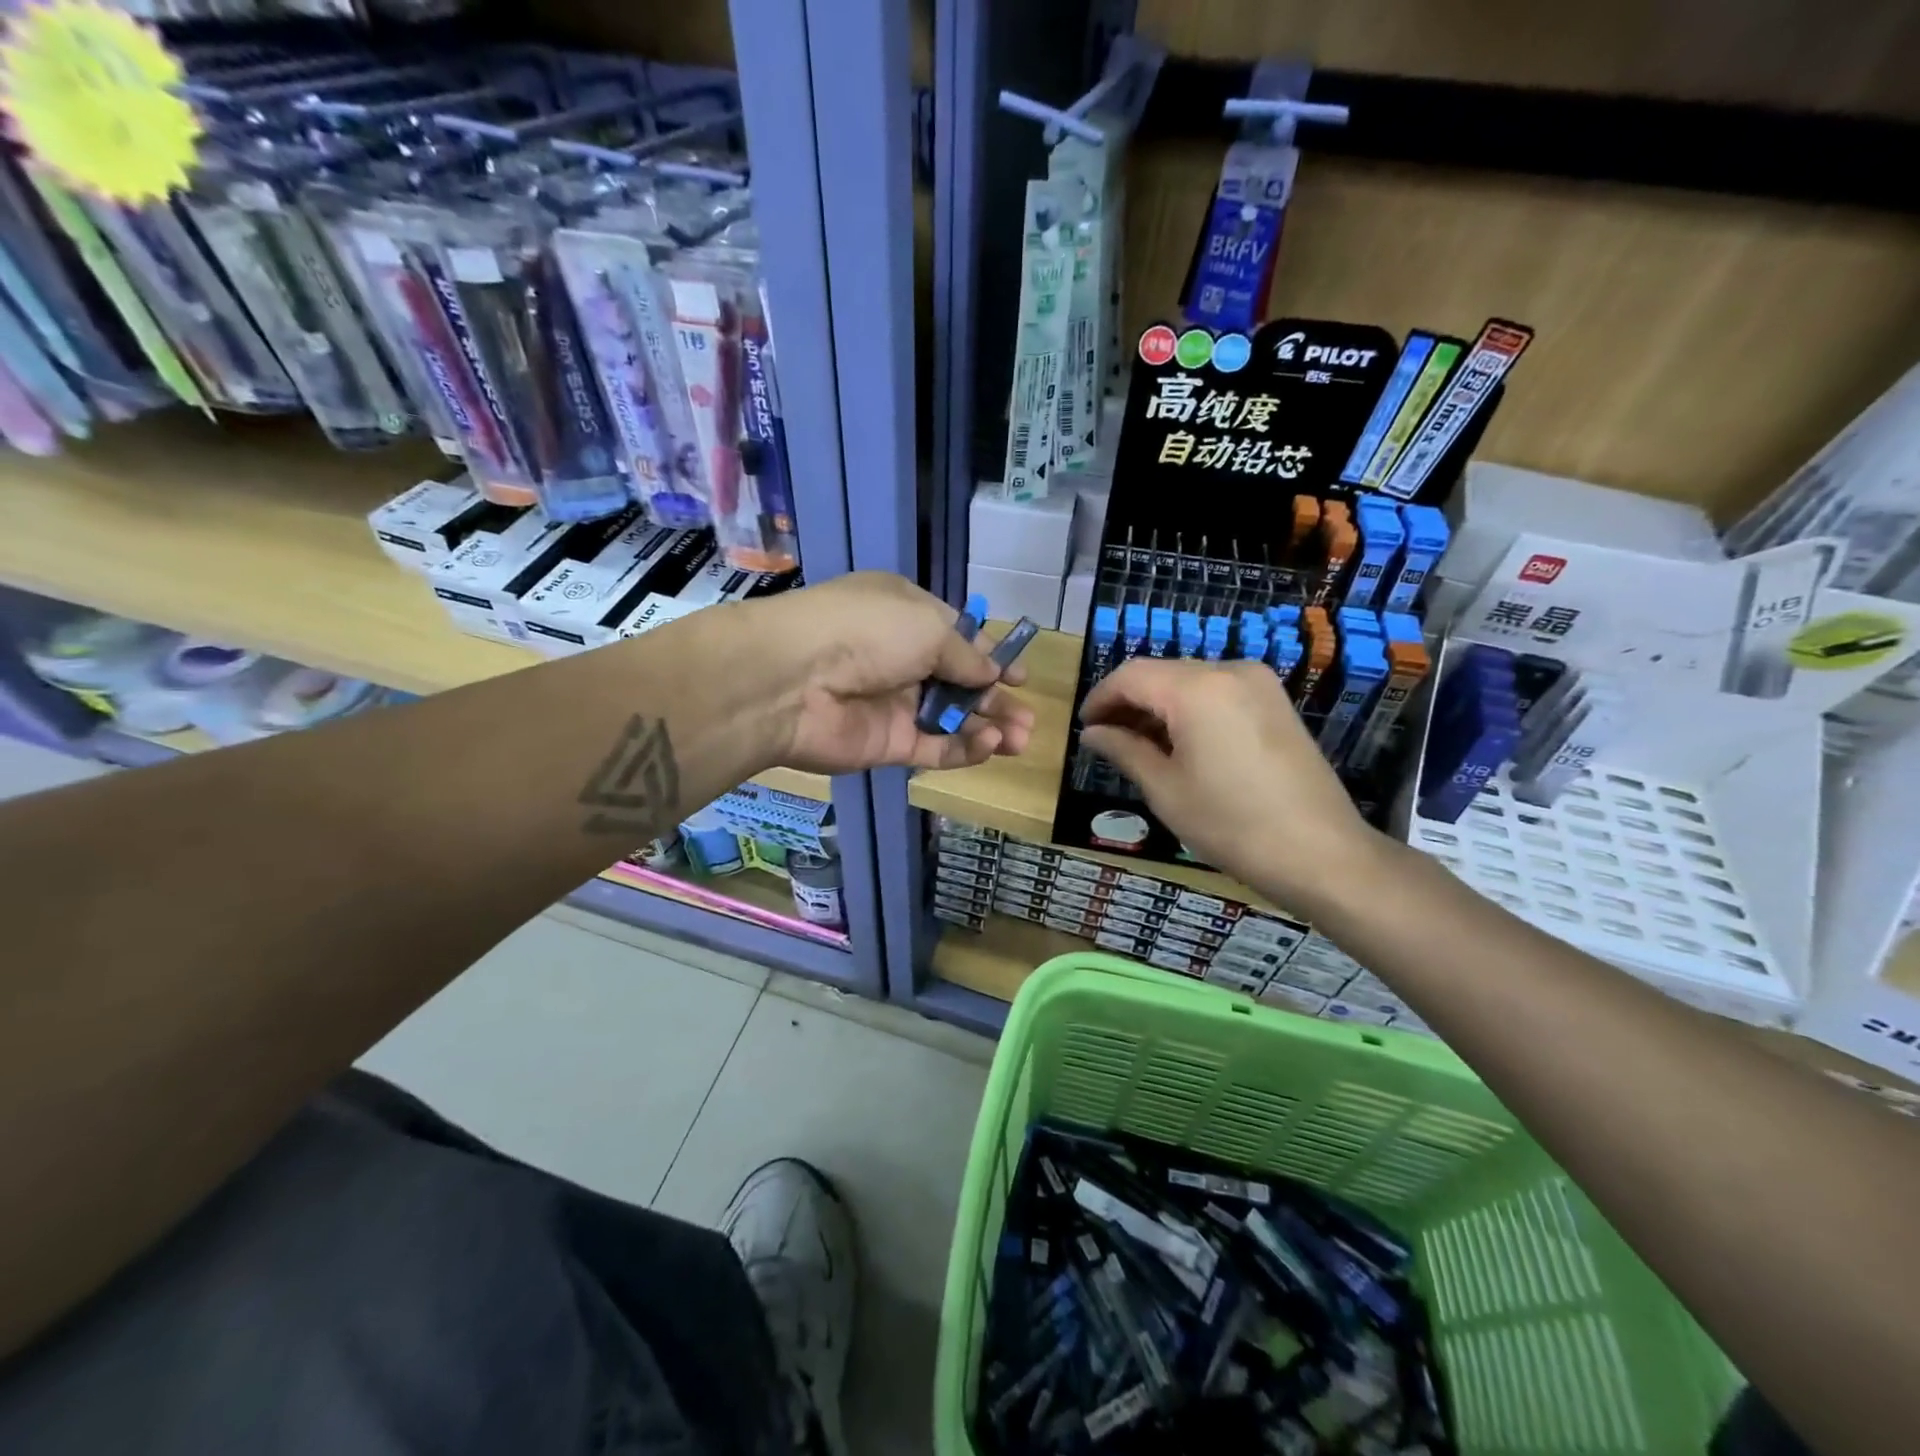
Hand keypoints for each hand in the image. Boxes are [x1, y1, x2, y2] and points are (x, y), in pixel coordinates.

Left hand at [743, 572, 1035, 775]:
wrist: (795, 680)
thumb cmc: (868, 632)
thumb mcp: (928, 626)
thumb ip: (966, 654)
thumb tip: (992, 671)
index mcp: (907, 617)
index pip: (959, 639)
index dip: (991, 658)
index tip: (1020, 678)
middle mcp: (901, 659)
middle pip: (959, 683)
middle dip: (996, 700)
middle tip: (1029, 720)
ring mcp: (894, 704)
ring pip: (951, 719)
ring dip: (987, 727)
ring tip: (1020, 739)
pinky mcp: (887, 744)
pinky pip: (933, 748)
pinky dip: (963, 749)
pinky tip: (989, 746)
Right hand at [1079, 658, 1383, 912]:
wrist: (1320, 853)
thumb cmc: (1231, 824)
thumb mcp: (1165, 789)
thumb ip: (1124, 750)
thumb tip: (1092, 733)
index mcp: (1196, 689)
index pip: (1130, 676)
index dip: (1100, 698)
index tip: (1084, 728)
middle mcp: (1228, 671)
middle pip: (1161, 674)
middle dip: (1128, 702)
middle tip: (1106, 740)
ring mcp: (1258, 684)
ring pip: (1189, 682)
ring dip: (1158, 706)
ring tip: (1138, 746)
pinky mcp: (1275, 702)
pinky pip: (1218, 692)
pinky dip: (1190, 710)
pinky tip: (1179, 743)